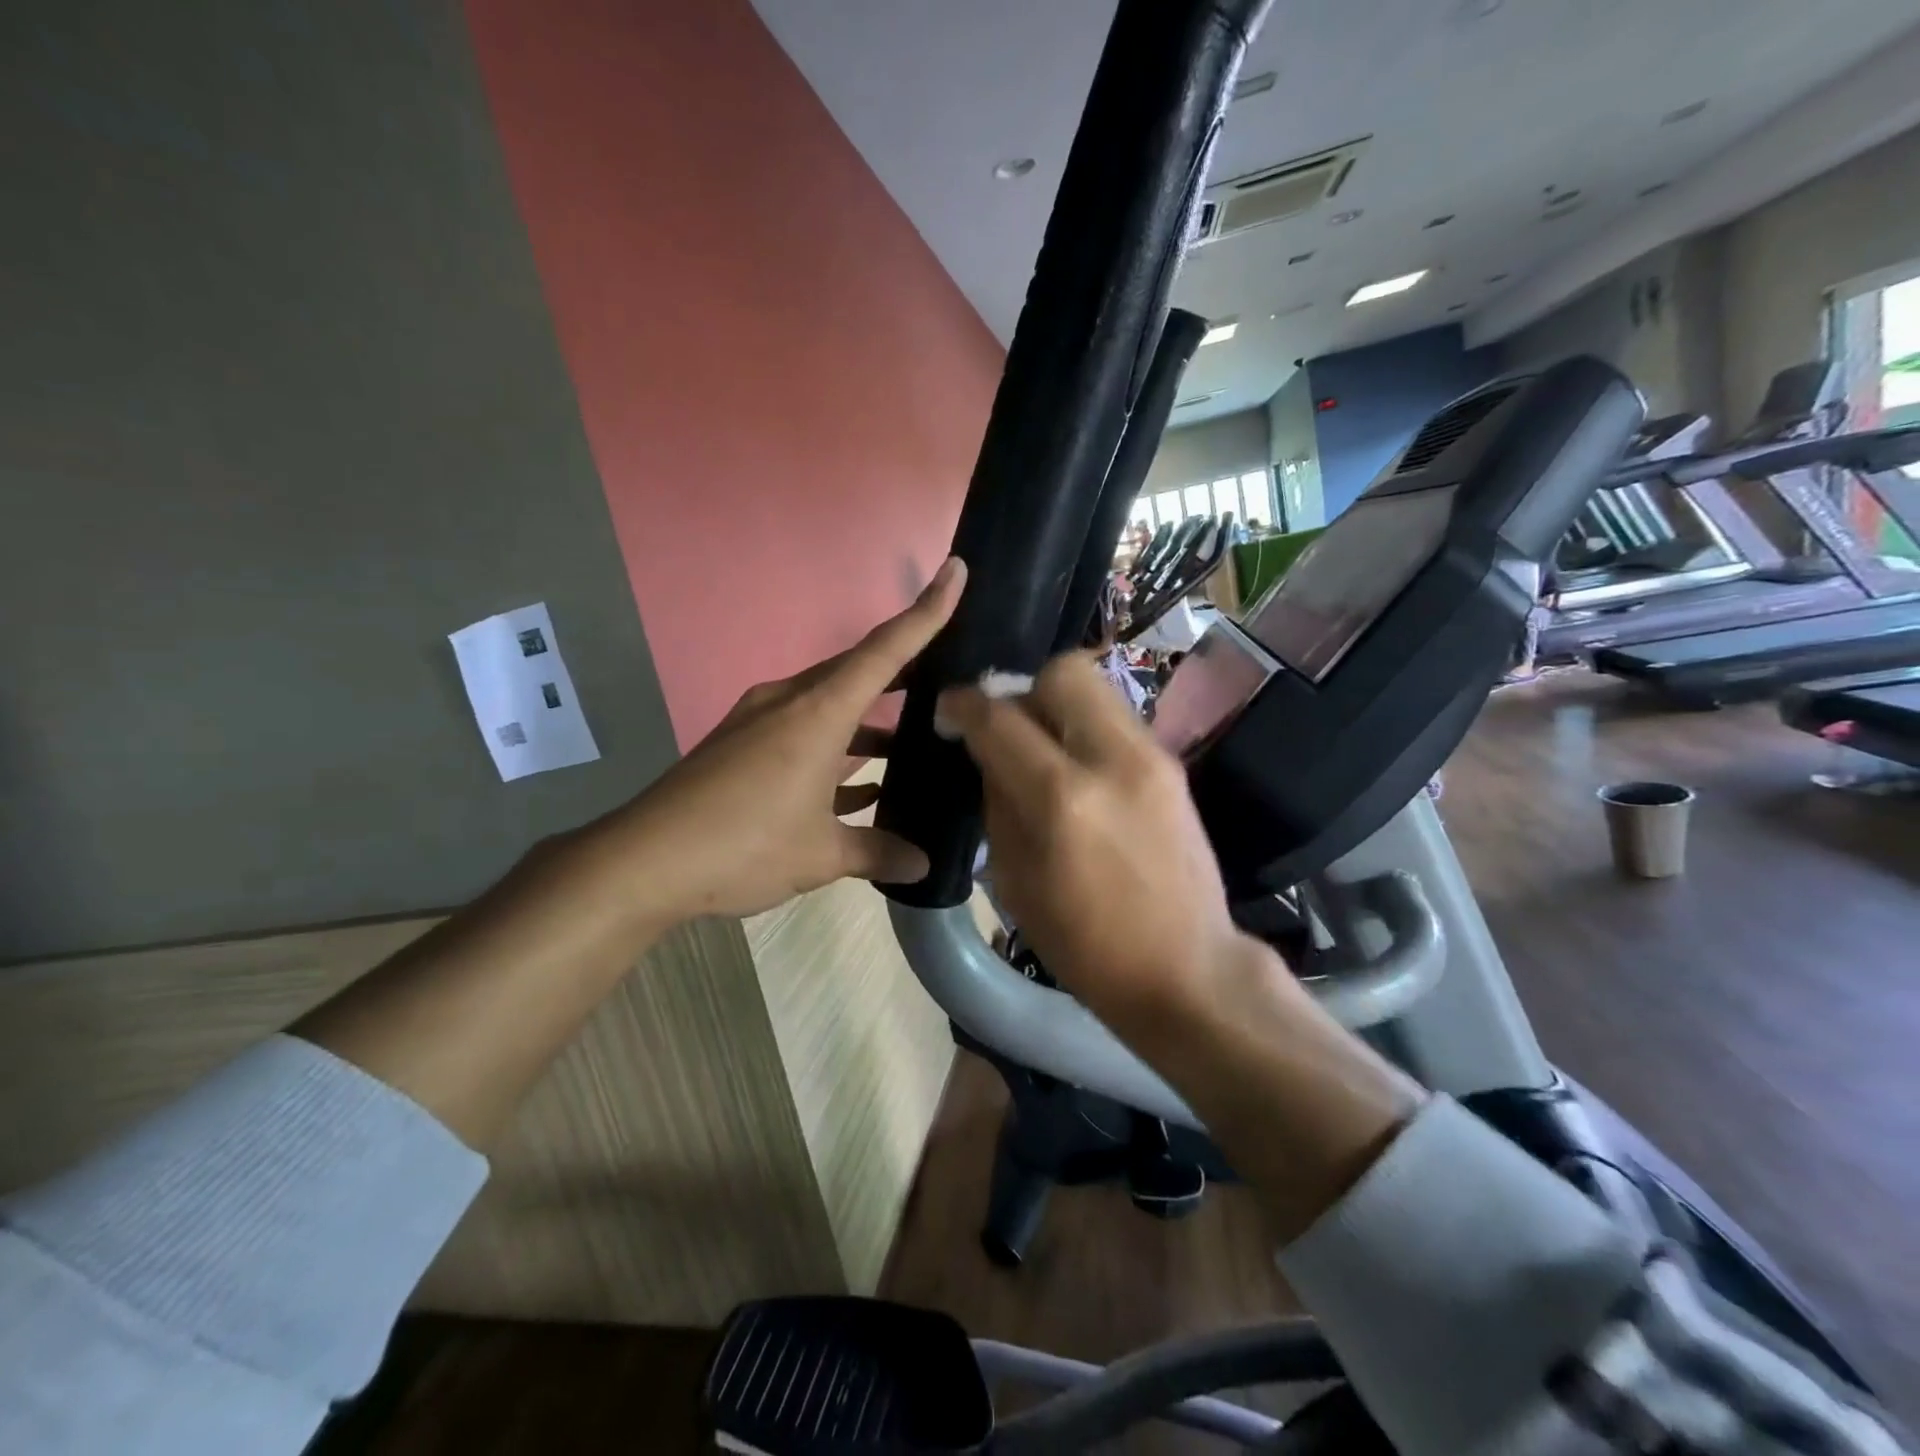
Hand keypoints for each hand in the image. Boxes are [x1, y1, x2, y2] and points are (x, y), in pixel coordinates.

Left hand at [608, 557, 966, 920]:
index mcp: (818, 714)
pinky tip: (860, 784)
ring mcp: (760, 722)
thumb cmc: (742, 845)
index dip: (925, 612)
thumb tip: (922, 866)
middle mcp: (790, 703)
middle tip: (950, 677)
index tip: (955, 571)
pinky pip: (803, 732)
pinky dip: (835, 750)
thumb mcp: (820, 855)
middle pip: (857, 672)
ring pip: (831, 705)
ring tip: (912, 741)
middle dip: (904, 672)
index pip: (884, 651)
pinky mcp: (741, 746)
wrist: (642, 863)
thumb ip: (877, 853)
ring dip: (869, 721)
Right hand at [939, 650, 1422, 1239]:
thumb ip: (998, 801)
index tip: (948, 709)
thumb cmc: (1085, 944)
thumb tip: (988, 751)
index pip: (1000, 718)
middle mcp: (1111, 759)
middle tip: (1010, 728)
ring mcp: (1152, 756)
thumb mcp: (1014, 879)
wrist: (1187, 969)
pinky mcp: (1173, 765)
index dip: (964, 704)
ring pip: (1096, 687)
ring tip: (1044, 749)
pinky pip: (1116, 719)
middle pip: (1062, 671)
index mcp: (1061, 798)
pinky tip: (1080, 770)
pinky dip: (1087, 729)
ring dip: (1058, 705)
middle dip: (1024, 689)